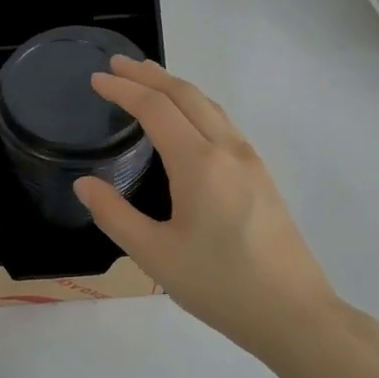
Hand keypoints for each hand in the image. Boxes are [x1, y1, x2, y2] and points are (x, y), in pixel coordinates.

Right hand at [74, 57, 340, 362]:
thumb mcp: (155, 255)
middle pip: (187, 95)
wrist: (294, 313)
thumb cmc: (219, 285)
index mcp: (198, 163)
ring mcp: (251, 162)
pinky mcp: (263, 178)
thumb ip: (115, 215)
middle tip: (119, 64)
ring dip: (176, 88)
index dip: (123, 89)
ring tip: (149, 82)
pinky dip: (197, 108)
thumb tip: (84, 184)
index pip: (155, 109)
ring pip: (211, 107)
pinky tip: (188, 124)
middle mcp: (228, 150)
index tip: (97, 78)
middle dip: (150, 75)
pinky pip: (224, 125)